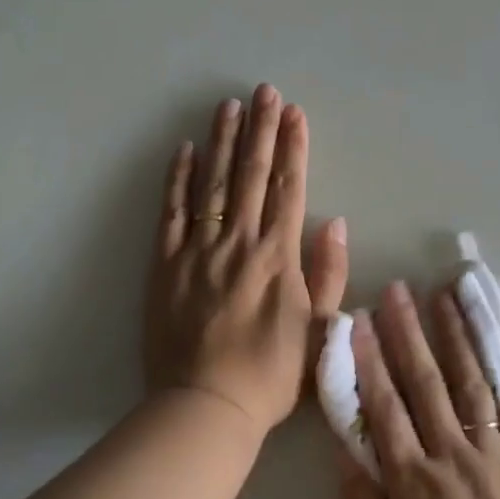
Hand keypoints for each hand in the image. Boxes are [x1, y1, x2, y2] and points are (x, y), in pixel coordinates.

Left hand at [143, 85, 348, 435]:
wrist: (206, 407)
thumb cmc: (271, 373)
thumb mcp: (319, 329)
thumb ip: (327, 272)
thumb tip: (334, 222)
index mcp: (278, 256)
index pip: (287, 187)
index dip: (293, 147)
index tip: (294, 113)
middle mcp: (239, 242)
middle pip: (251, 175)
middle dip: (260, 129)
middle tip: (263, 91)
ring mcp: (198, 250)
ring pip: (212, 183)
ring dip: (222, 142)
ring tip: (228, 106)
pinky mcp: (165, 265)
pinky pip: (171, 212)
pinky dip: (178, 179)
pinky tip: (184, 150)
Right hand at [337, 282, 499, 498]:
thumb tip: (346, 450)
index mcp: (412, 483)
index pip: (385, 408)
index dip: (370, 360)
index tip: (360, 319)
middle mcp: (453, 459)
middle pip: (426, 385)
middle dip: (409, 333)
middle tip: (399, 291)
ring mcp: (497, 460)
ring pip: (472, 387)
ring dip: (457, 339)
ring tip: (446, 297)